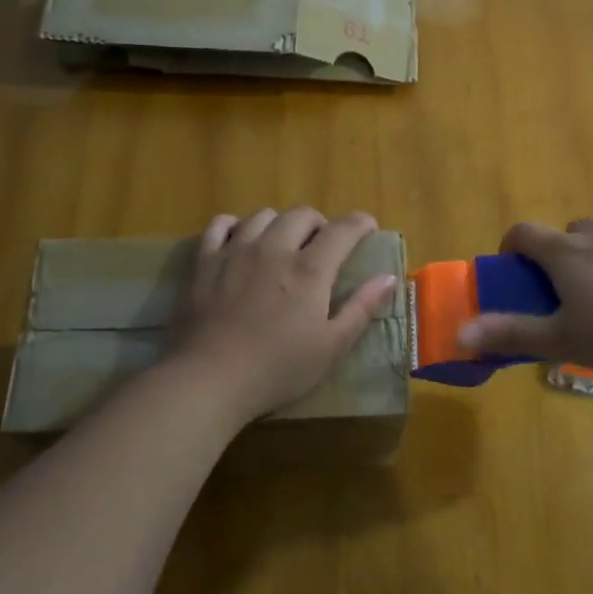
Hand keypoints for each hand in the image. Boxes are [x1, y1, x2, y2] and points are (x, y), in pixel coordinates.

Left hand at [165, 207, 399, 422]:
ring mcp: (236, 250)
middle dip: (320, 223)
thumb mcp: (331, 347)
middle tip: (322, 245)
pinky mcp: (204, 261)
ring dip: (280, 224)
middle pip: (302, 214)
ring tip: (282, 244)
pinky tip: (240, 241)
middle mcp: (275, 248)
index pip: (343, 229)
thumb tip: (388, 277)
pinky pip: (221, 224)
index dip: (360, 224)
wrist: (209, 379)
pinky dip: (235, 225)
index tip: (367, 229)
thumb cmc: (277, 369)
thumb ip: (361, 308)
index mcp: (310, 269)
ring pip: (264, 215)